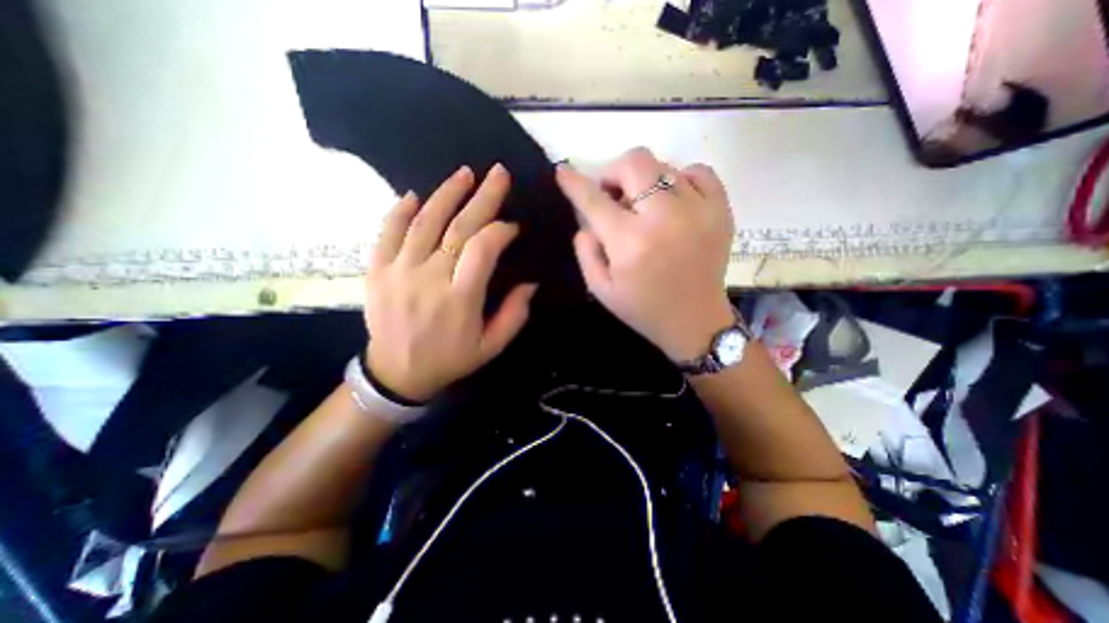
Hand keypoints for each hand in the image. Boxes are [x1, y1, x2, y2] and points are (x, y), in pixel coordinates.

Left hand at [365, 162, 535, 400]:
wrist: (396, 373)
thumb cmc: (450, 359)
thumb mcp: (491, 347)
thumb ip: (514, 315)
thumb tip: (531, 282)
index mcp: (460, 299)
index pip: (482, 249)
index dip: (500, 231)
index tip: (513, 226)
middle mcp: (429, 279)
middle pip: (458, 228)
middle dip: (483, 197)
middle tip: (498, 173)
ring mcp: (399, 271)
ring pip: (424, 222)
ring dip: (446, 194)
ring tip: (465, 174)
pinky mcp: (377, 270)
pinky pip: (387, 232)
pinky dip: (401, 210)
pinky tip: (416, 195)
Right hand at [560, 147, 734, 360]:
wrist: (694, 321)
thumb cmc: (642, 308)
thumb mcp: (600, 288)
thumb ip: (585, 250)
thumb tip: (587, 221)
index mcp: (630, 242)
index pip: (594, 199)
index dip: (574, 182)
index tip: (563, 171)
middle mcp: (664, 217)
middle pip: (634, 162)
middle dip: (614, 173)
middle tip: (613, 196)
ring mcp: (698, 210)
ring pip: (663, 165)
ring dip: (644, 181)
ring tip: (644, 207)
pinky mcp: (721, 210)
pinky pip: (699, 171)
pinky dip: (680, 179)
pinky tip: (674, 201)